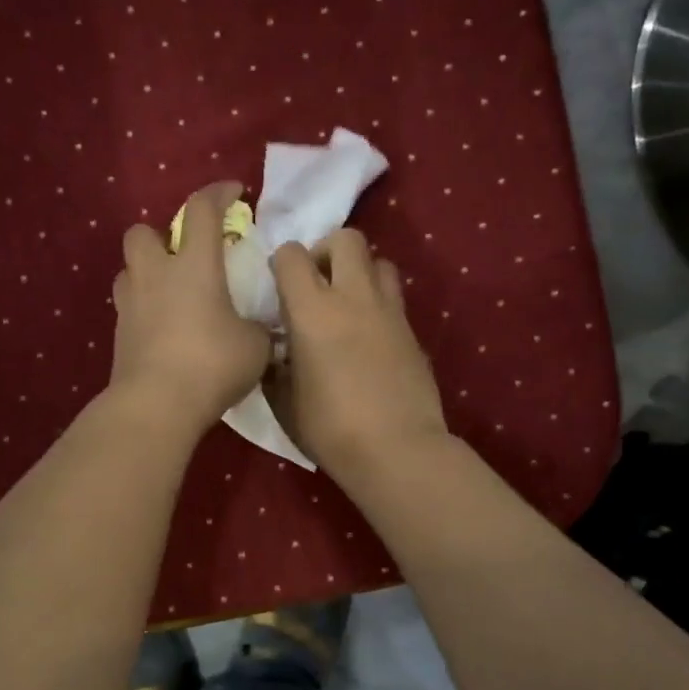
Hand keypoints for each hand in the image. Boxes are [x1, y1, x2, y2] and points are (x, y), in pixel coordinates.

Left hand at [108, 182, 271, 433]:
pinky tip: (164, 328)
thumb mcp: (255, 346)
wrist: (157, 404)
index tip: (233, 192)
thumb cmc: (212, 364)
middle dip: (161, 235)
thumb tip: (256, 328)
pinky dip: (145, 308)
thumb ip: (257, 327)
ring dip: (147, 272)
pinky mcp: (119, 334)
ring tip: (171, 292)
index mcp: (193, 265)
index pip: (202, 210)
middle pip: (142, 232)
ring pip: (129, 269)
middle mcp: (155, 275)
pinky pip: (129, 307)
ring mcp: (130, 304)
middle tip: (185, 255)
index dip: (218, 193)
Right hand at [268, 229, 447, 483]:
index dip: (282, 263)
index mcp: (313, 310)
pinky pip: (394, 299)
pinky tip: (368, 338)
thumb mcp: (284, 400)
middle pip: (347, 239)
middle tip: (317, 283)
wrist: (396, 450)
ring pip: (380, 262)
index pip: (292, 255)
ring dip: (360, 272)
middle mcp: (354, 298)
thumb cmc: (329, 428)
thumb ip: (276, 365)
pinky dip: (378, 304)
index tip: (279, 287)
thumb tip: (278, 350)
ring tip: (347, 305)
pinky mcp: (413, 332)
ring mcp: (390, 312)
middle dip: (327, 251)